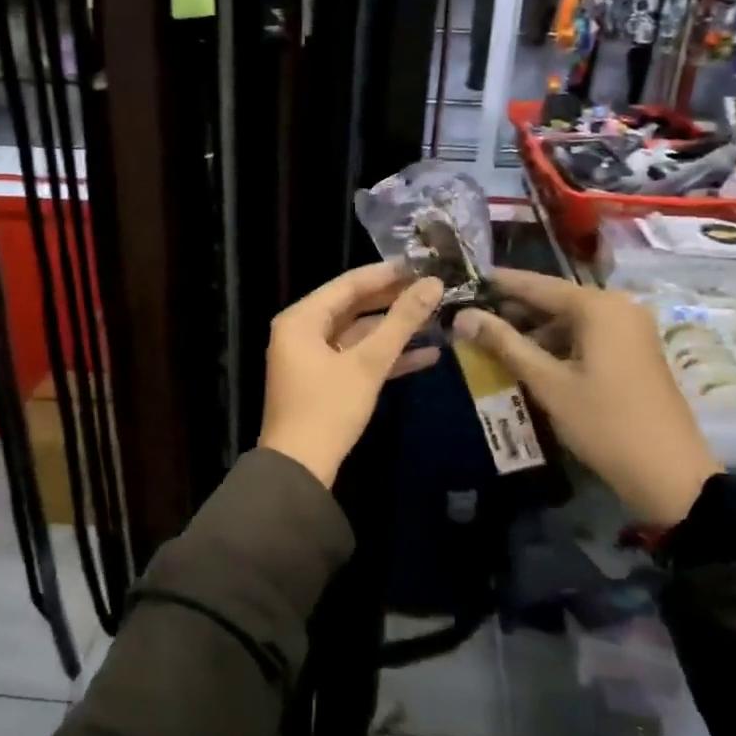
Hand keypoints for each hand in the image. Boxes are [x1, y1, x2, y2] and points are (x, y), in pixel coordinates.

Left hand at [259, 263, 444, 487]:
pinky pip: (356, 359)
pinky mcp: (324, 382)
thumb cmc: (328, 409)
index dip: (387, 274)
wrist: (299, 470)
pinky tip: (427, 356)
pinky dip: (385, 357)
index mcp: (302, 319)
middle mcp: (302, 332)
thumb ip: (401, 322)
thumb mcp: (368, 364)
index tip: (422, 265)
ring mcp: (312, 358)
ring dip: (394, 331)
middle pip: (354, 307)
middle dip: (394, 301)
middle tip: (433, 289)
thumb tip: (433, 284)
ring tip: (437, 319)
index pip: (348, 284)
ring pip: (358, 334)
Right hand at [451, 269, 718, 528]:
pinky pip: (588, 336)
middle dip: (516, 310)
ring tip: (496, 343)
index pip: (539, 285)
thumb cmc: (603, 422)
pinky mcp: (635, 352)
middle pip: (557, 300)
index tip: (470, 280)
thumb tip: (463, 316)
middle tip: (475, 317)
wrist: (669, 473)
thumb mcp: (547, 383)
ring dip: (536, 330)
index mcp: (599, 307)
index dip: (502, 284)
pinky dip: (559, 344)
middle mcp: (619, 307)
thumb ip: (504, 344)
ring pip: (572, 320)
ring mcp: (631, 330)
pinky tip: (532, 360)